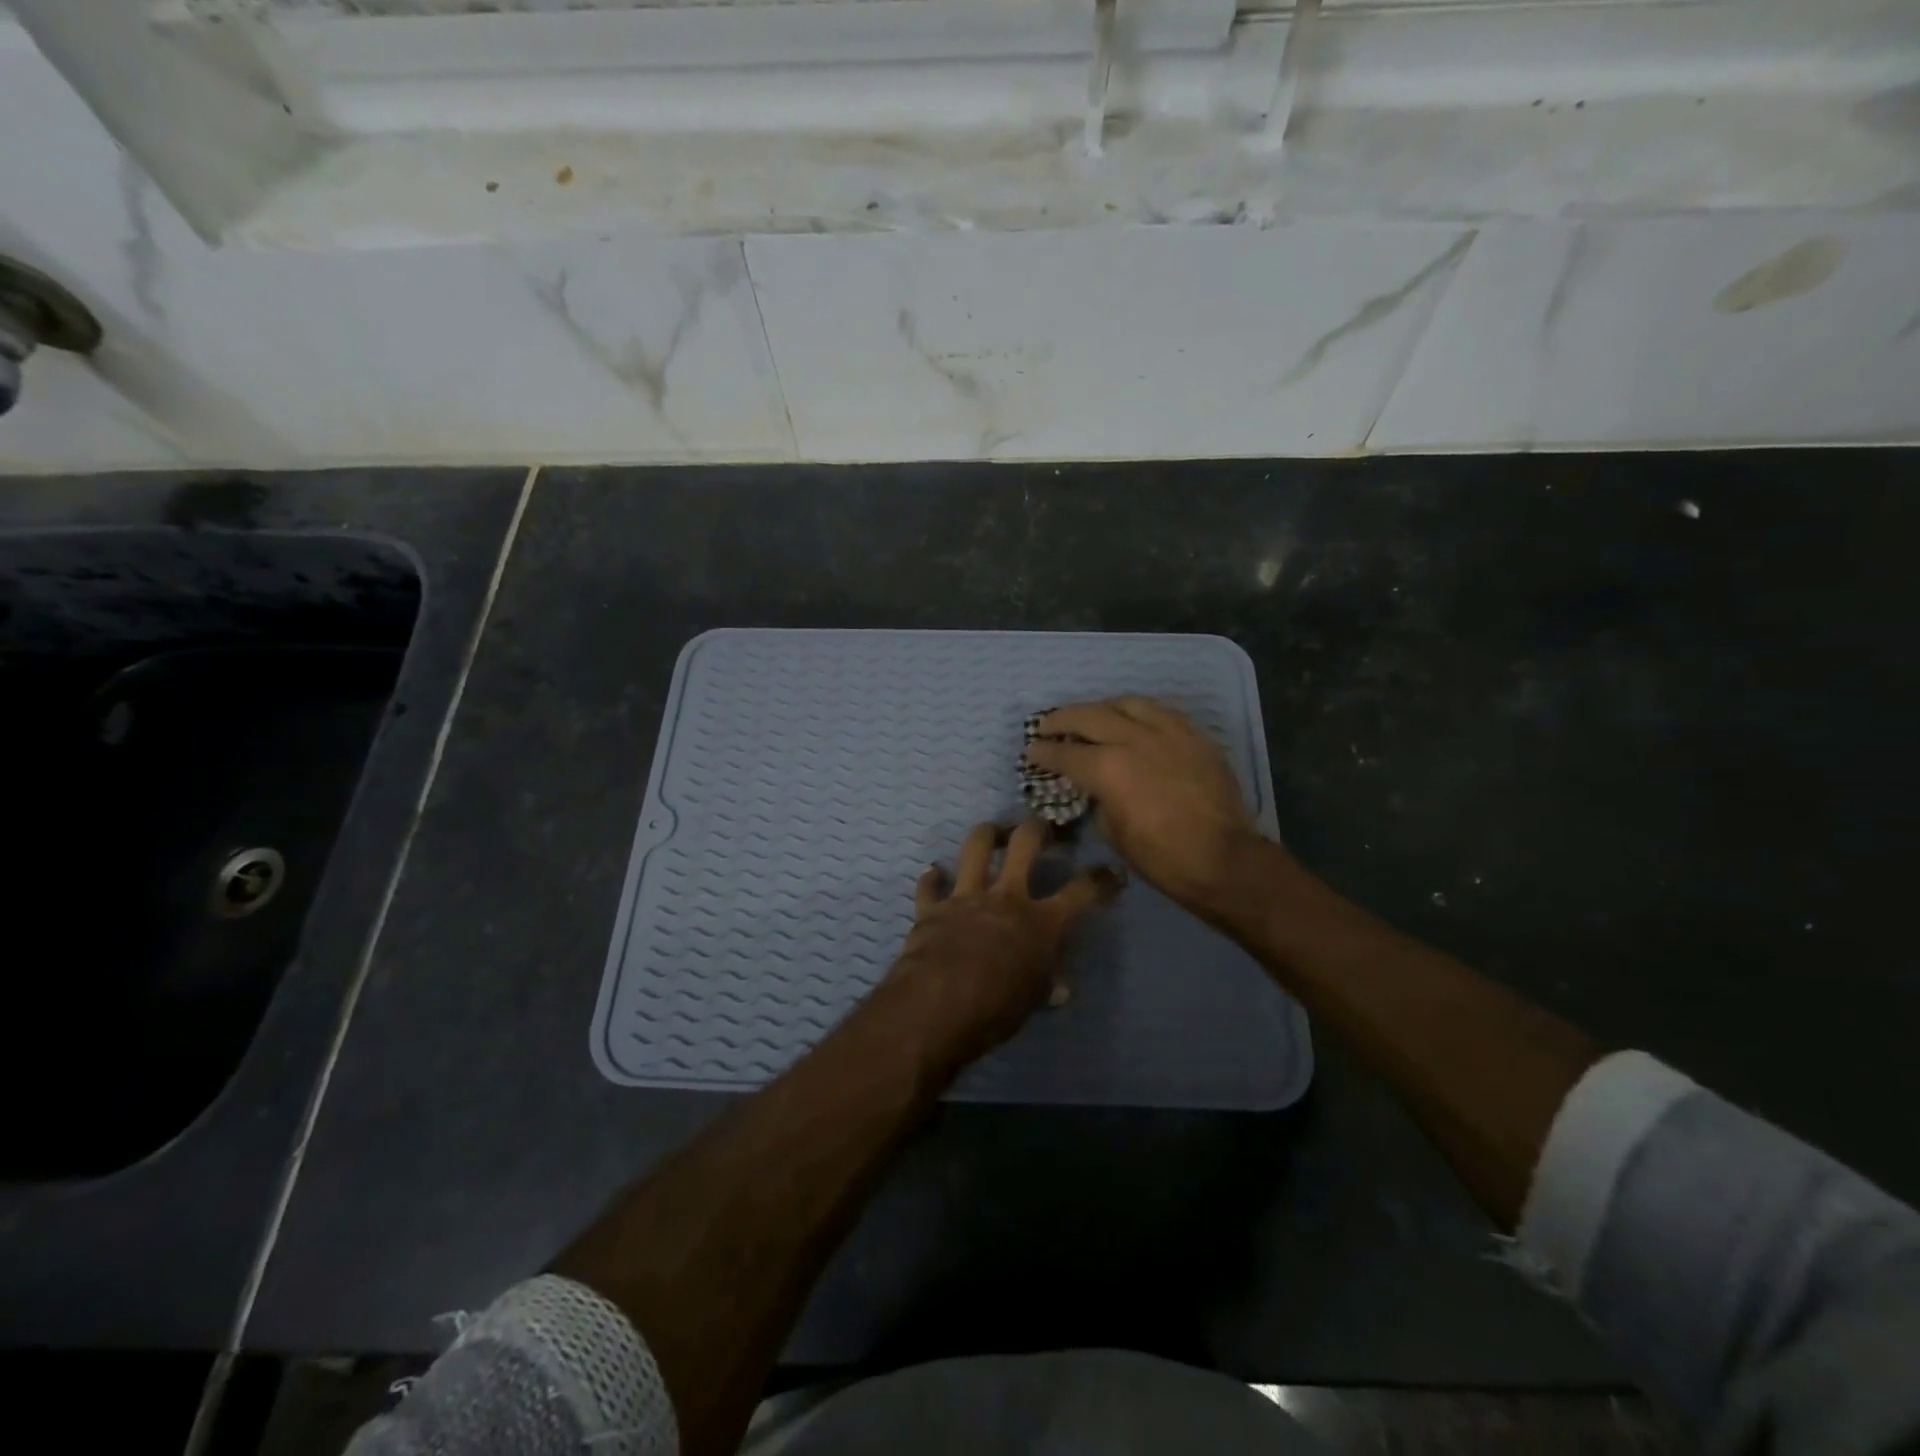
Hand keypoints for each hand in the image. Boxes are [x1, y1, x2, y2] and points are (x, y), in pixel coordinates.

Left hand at [878, 819, 1122, 1067]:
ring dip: (986, 834)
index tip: (1112, 871)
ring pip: (976, 848)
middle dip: (1037, 828)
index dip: (1101, 880)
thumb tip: (1061, 989)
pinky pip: (930, 886)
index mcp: (1042, 922)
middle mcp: (1006, 897)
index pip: (1082, 892)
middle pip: (1025, 844)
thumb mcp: (1033, 1000)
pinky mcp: (932, 908)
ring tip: (992, 831)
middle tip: (1042, 828)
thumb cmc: (998, 1008)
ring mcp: (966, 897)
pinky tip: (933, 872)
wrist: (939, 1005)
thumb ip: (1046, 986)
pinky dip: (932, 878)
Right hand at [1024, 697, 1260, 913]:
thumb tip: (1096, 786)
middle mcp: (1135, 739)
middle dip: (1062, 719)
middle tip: (1047, 725)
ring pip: (1128, 703)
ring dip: (1102, 707)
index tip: (1031, 751)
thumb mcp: (1113, 832)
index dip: (1043, 752)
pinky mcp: (1195, 736)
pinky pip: (1162, 711)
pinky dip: (1139, 711)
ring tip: (1092, 715)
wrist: (1223, 859)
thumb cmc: (1161, 857)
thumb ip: (1099, 798)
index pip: (1066, 753)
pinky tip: (1134, 719)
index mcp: (1108, 768)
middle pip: (1090, 715)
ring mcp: (1169, 733)